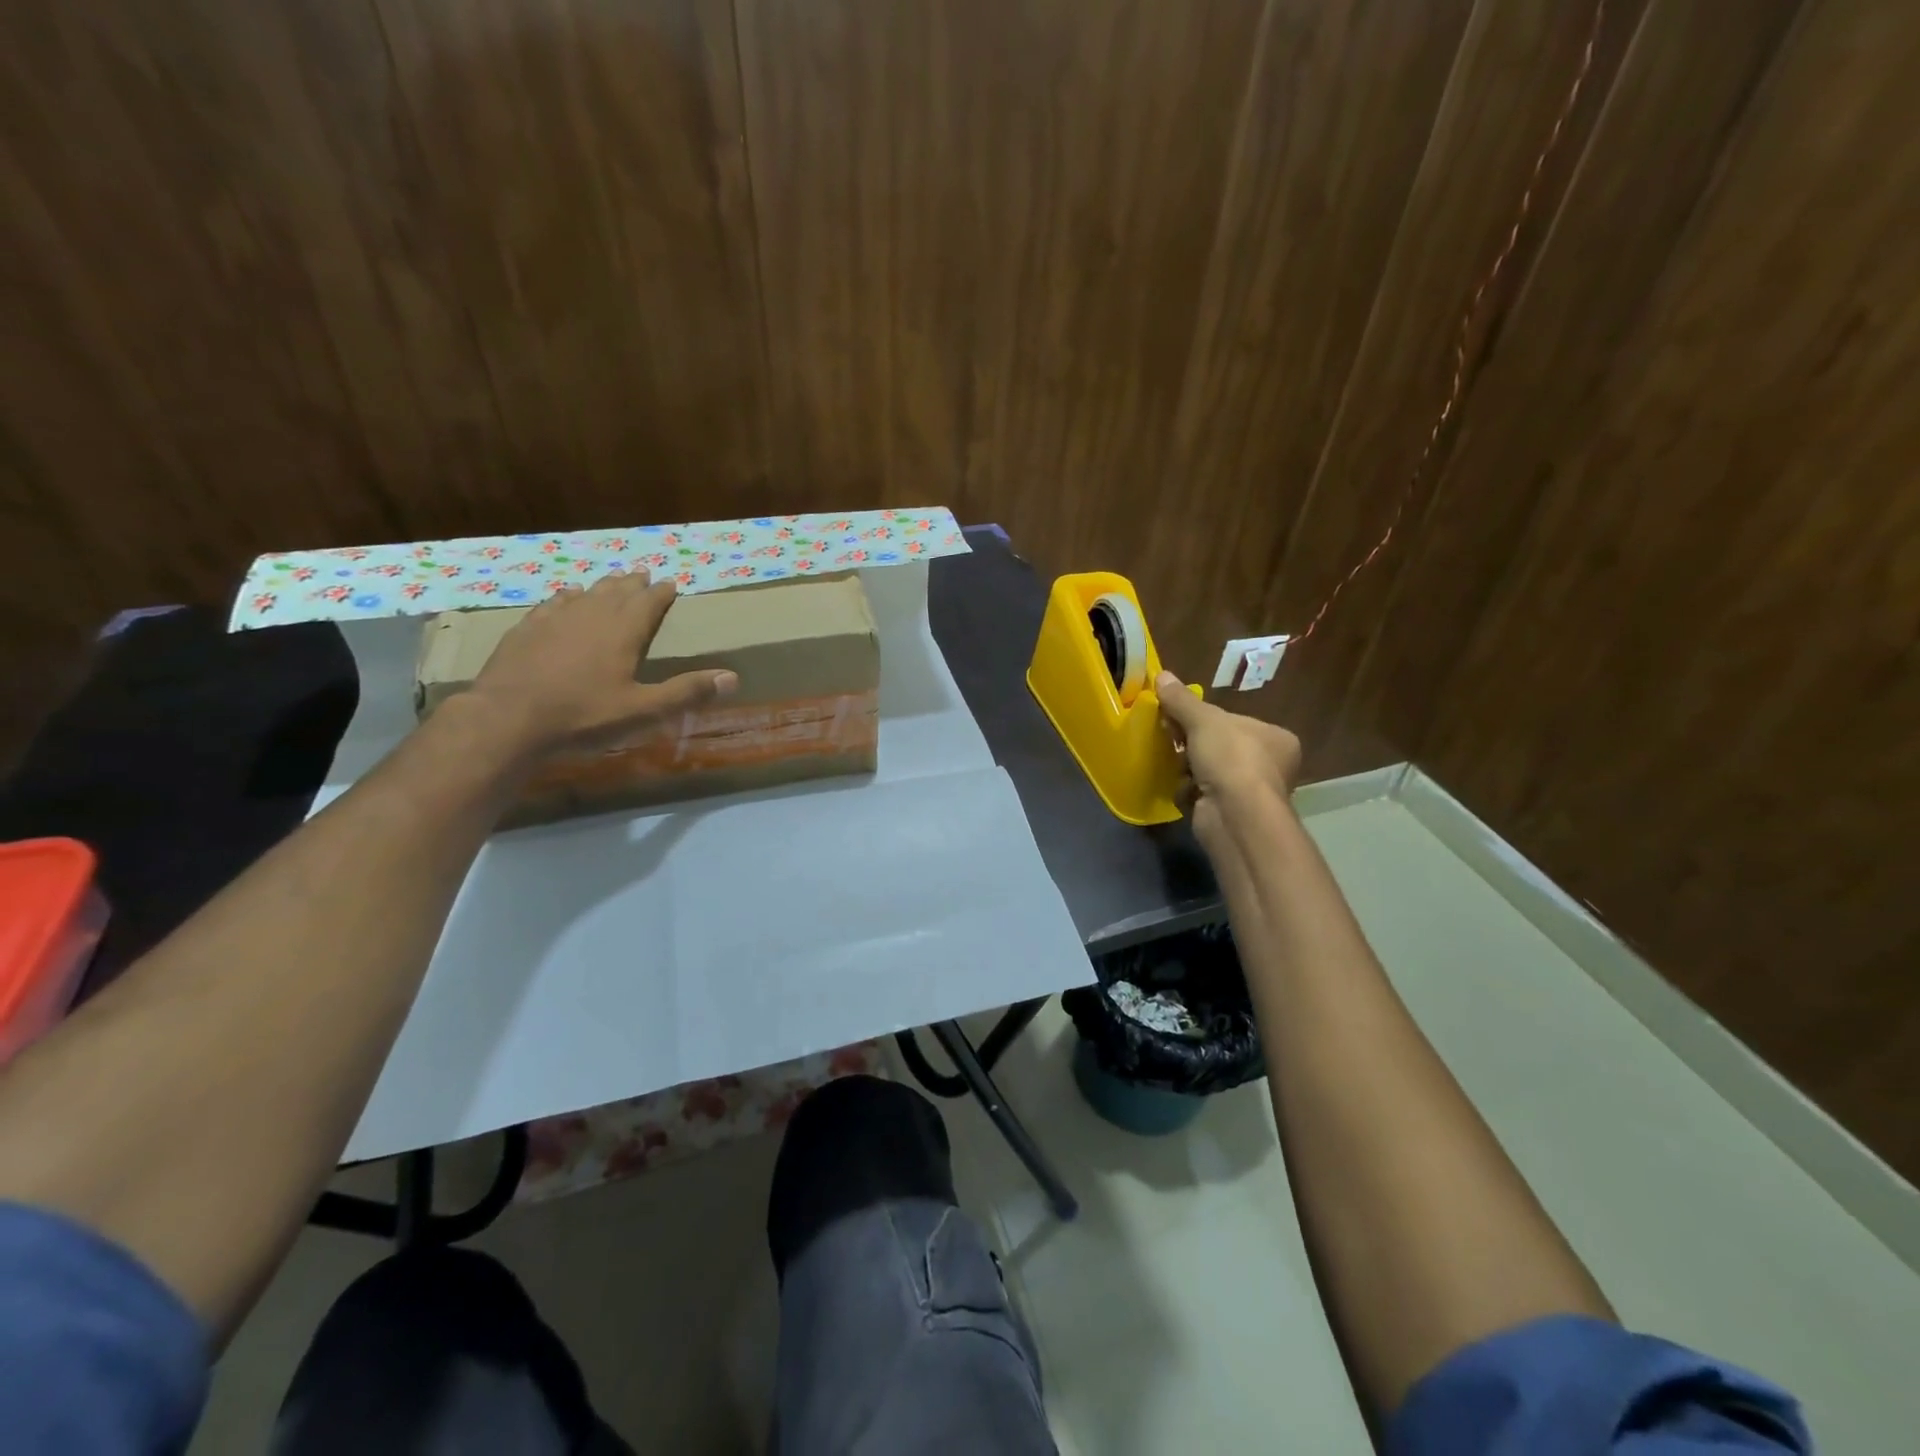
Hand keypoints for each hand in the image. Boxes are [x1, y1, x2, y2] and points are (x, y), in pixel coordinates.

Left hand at [466, 570, 737, 755]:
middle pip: (617, 593)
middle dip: (632, 584)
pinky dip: (566, 597)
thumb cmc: (583, 716)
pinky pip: (552, 604)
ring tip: (612, 580)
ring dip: (602, 587)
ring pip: (585, 595)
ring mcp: (555, 620)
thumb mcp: (643, 710)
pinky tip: (566, 596)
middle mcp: (591, 617)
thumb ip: (686, 692)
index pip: (648, 603)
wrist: (508, 719)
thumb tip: (733, 678)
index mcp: (623, 633)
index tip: (671, 583)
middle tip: (642, 573)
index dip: (661, 593)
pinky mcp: (526, 630)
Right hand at [1155, 671, 1300, 841]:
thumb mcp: (1203, 720)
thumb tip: (1162, 675)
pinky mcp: (1234, 815)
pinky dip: (1190, 792)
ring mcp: (1253, 793)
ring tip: (1177, 767)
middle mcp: (1272, 766)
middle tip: (1172, 739)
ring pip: (1209, 772)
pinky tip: (1184, 790)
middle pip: (1220, 747)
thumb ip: (1182, 700)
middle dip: (1193, 745)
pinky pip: (1204, 796)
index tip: (1179, 719)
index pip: (1235, 722)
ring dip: (1189, 769)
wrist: (1235, 815)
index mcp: (1276, 738)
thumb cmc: (1230, 759)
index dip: (1205, 720)